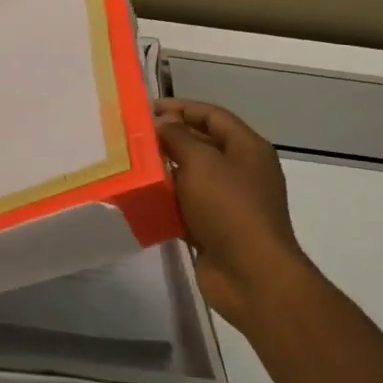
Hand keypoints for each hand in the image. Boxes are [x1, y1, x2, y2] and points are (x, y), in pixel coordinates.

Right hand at [156, 99, 316, 331]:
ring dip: (164, 171)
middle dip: (170, 139)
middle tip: (134, 137)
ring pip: (191, 177)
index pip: (213, 116)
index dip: (181, 108)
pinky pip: (185, 206)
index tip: (148, 109)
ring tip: (131, 165)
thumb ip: (177, 138)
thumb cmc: (229, 208)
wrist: (251, 275)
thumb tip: (162, 125)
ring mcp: (229, 202)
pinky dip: (166, 201)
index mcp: (248, 148)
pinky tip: (141, 198)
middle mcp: (241, 171)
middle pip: (202, 144)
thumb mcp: (201, 162)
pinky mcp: (214, 228)